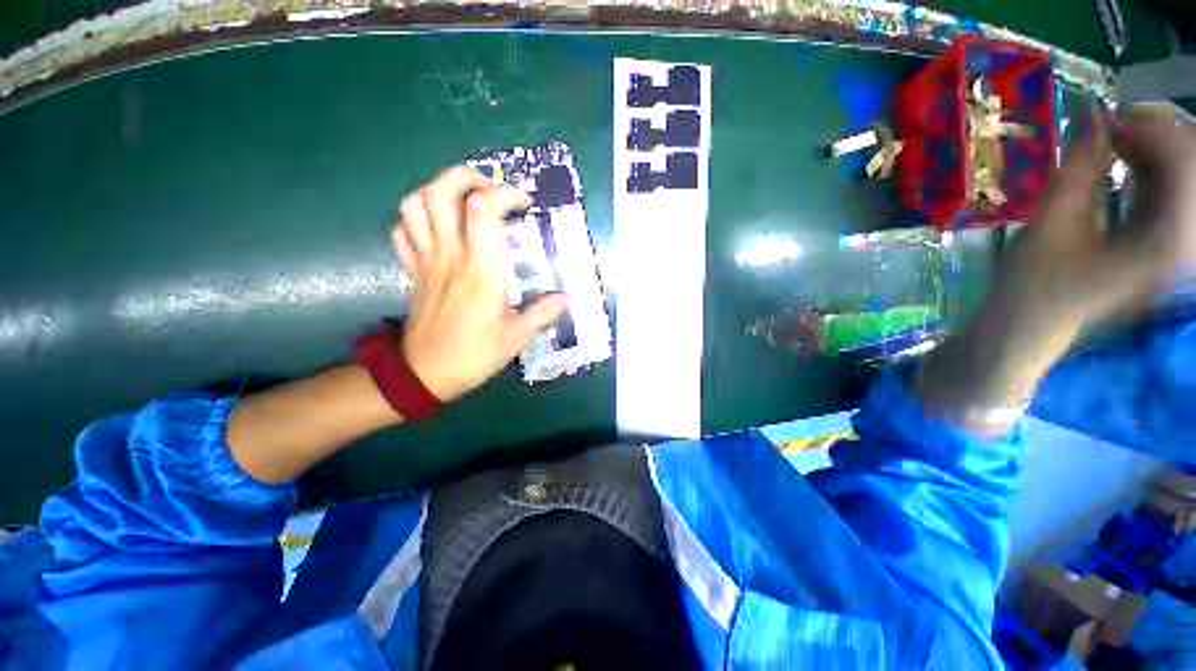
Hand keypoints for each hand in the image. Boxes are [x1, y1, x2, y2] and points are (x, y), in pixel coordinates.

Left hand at [395, 166, 567, 401]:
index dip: (505, 194)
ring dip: (439, 190)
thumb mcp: (518, 338)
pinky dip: (418, 216)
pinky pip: (403, 229)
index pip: (484, 209)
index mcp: (481, 270)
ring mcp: (426, 260)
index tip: (525, 204)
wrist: (425, 373)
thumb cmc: (474, 355)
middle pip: (441, 191)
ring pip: (415, 203)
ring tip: (464, 200)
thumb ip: (543, 314)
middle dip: (467, 176)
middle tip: (491, 190)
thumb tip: (564, 299)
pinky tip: (438, 225)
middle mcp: (450, 255)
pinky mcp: (412, 269)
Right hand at [917, 105, 1195, 431]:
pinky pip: (1175, 198)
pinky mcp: (1168, 252)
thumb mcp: (1051, 225)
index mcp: (1170, 246)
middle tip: (1109, 130)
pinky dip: (1152, 175)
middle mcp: (1189, 248)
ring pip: (1186, 181)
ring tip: (1112, 148)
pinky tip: (1124, 169)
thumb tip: (1093, 115)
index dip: (1149, 128)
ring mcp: (1181, 252)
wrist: (1030, 335)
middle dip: (1156, 137)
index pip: (1186, 161)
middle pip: (1193, 168)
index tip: (1105, 119)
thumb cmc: (1033, 289)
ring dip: (1153, 154)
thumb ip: (1078, 168)